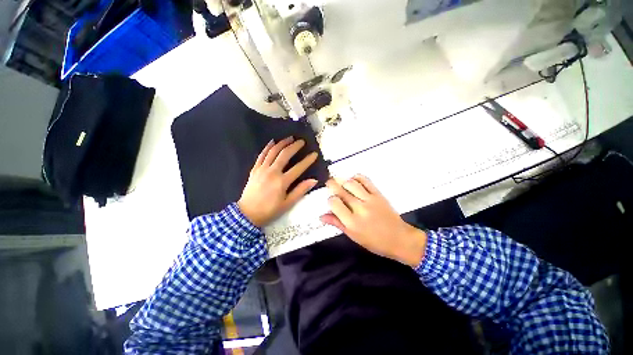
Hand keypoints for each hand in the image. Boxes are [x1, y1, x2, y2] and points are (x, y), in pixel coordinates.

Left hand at [238, 137, 318, 227]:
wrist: (247, 214)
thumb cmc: (270, 210)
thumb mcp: (288, 204)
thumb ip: (300, 190)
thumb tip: (314, 180)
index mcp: (282, 181)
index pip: (299, 167)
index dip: (308, 160)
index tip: (314, 154)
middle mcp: (272, 172)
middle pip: (285, 154)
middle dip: (295, 146)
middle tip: (302, 141)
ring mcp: (262, 169)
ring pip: (273, 151)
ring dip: (282, 143)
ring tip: (289, 138)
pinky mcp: (254, 169)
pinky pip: (261, 155)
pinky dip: (267, 147)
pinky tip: (272, 141)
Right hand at [320, 175, 426, 266]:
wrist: (399, 238)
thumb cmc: (374, 241)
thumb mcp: (353, 236)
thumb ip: (337, 223)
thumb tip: (322, 216)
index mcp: (352, 222)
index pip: (334, 203)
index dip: (330, 200)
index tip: (331, 201)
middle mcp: (359, 208)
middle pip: (341, 191)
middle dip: (332, 184)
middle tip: (329, 183)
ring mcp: (370, 199)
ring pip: (351, 183)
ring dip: (343, 180)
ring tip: (339, 181)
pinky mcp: (378, 194)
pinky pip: (365, 181)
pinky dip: (357, 177)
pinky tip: (353, 180)